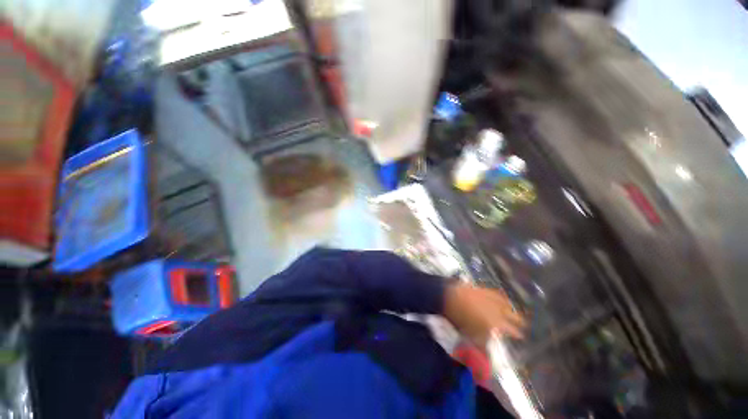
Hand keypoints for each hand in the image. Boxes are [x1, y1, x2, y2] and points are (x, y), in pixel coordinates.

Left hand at [443, 283, 525, 346]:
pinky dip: (501, 297)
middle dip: (518, 321)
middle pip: (514, 316)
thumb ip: (482, 347)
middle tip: (523, 324)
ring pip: (507, 304)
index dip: (517, 334)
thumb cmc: (461, 319)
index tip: (522, 336)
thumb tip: (487, 359)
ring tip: (514, 311)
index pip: (513, 330)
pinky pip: (497, 293)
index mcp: (497, 323)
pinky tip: (501, 297)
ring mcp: (491, 298)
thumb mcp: (472, 336)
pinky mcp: (484, 289)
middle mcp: (498, 310)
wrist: (450, 297)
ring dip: (512, 308)